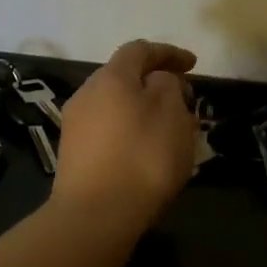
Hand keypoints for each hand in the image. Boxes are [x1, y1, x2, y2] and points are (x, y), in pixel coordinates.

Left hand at [52, 39, 199, 229]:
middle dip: (154, 83)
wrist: (95, 216)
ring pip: (114, 106)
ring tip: (166, 129)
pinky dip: (128, 132)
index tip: (193, 64)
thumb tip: (158, 81)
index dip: (169, 52)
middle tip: (182, 99)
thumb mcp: (172, 114)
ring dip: (141, 110)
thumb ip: (169, 87)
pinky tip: (143, 152)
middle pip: (123, 78)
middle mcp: (86, 94)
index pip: (140, 50)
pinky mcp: (72, 155)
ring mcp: (74, 126)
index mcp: (111, 77)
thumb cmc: (142, 158)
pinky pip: (106, 131)